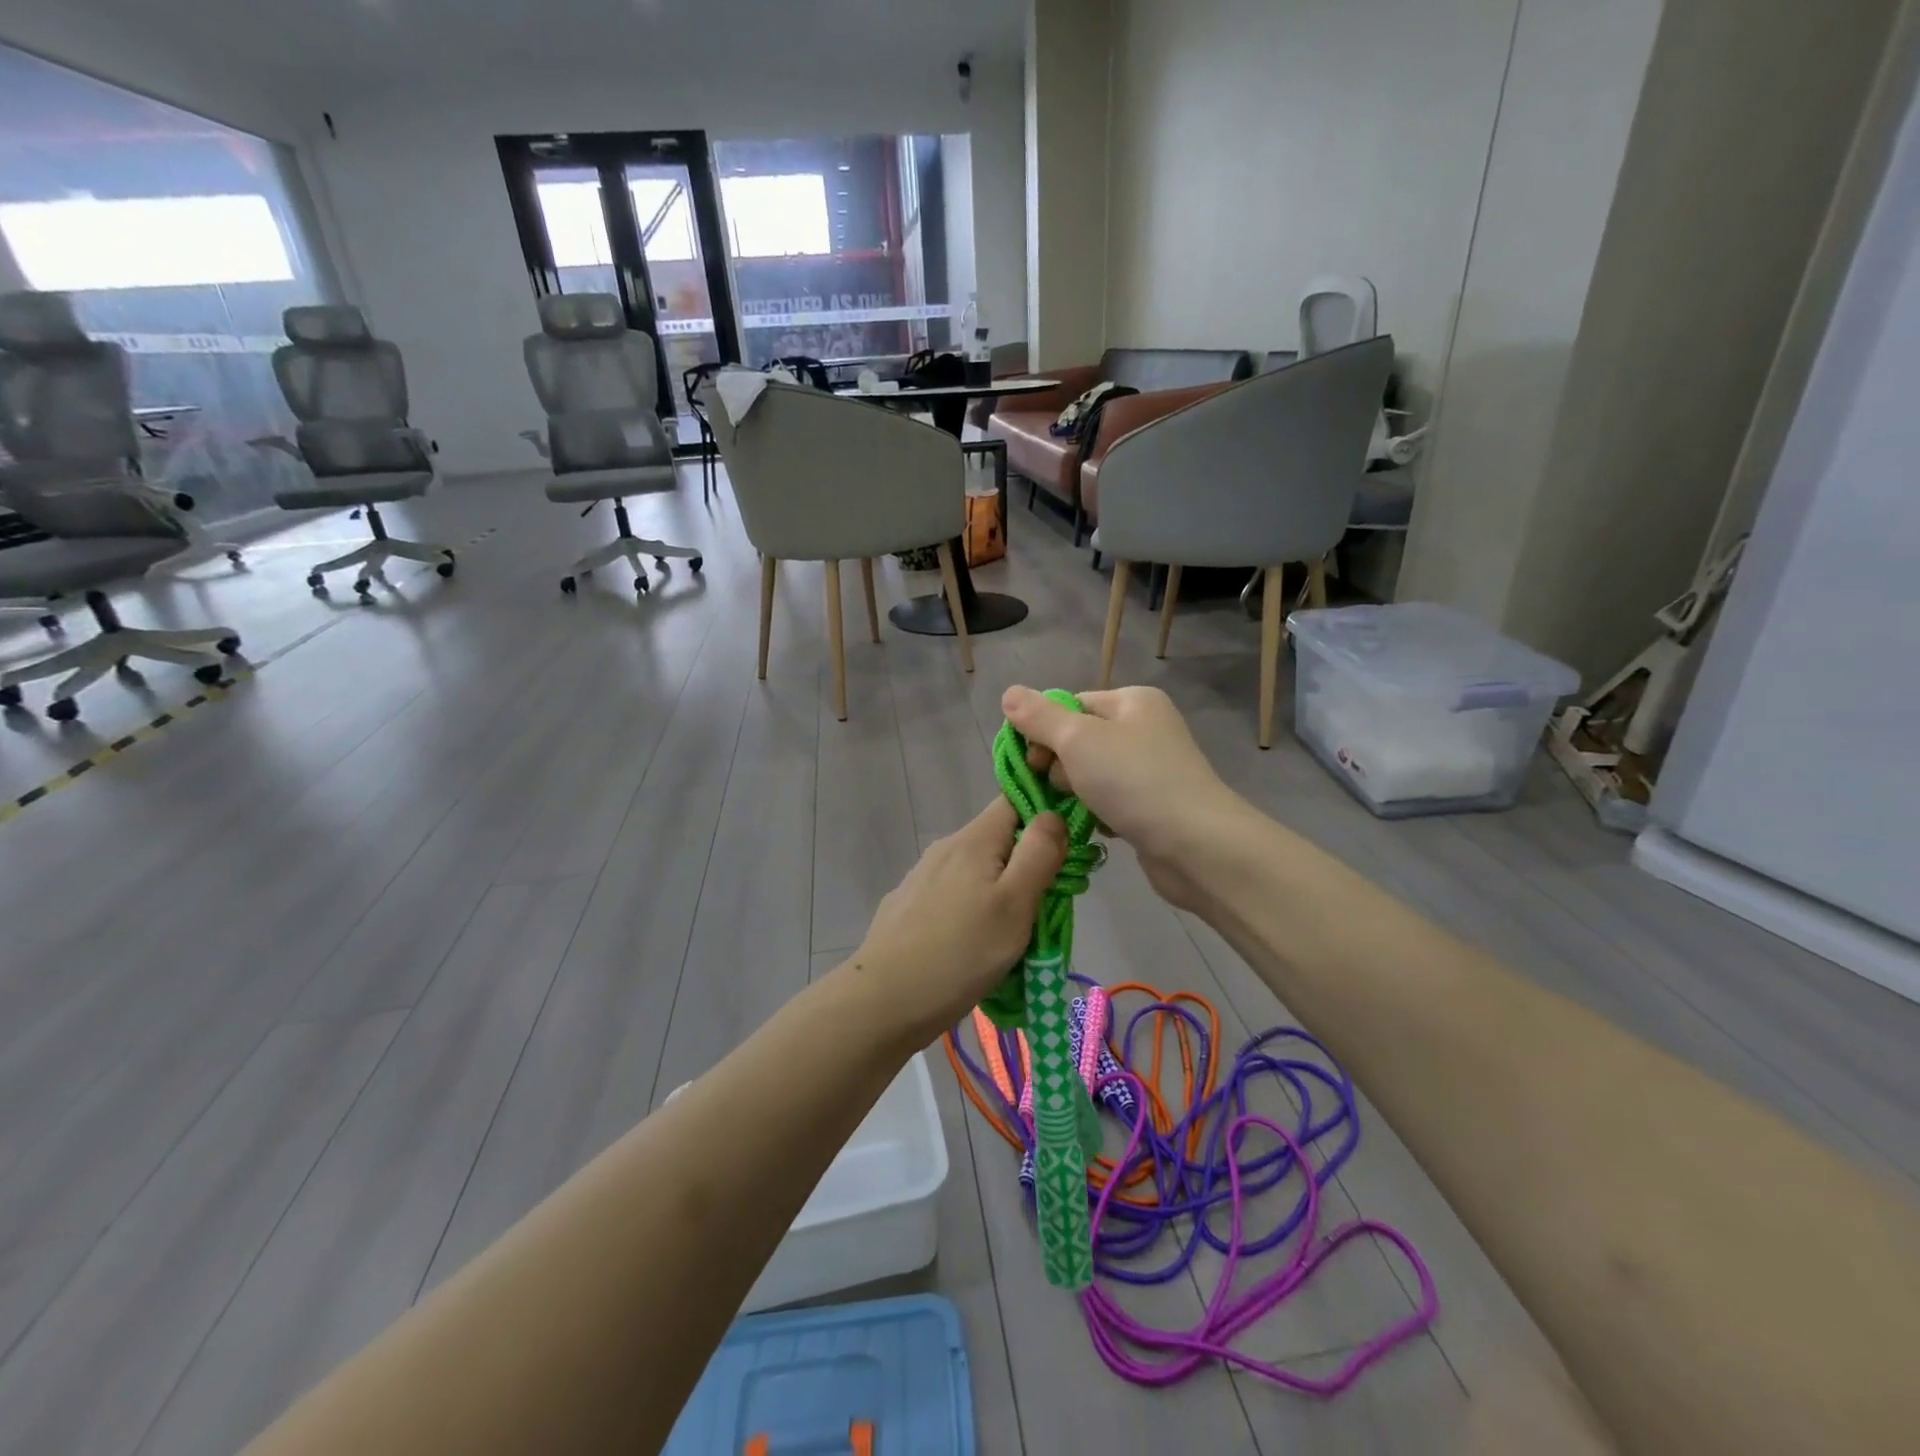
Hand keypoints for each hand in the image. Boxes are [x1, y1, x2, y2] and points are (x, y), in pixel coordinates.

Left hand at [840, 799, 1066, 1045]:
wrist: (883, 1001)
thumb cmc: (961, 952)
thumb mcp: (1015, 903)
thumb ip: (1039, 853)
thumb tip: (1051, 813)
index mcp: (973, 840)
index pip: (1014, 799)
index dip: (1044, 813)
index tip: (1066, 849)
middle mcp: (945, 848)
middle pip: (998, 840)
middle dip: (1026, 865)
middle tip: (1046, 908)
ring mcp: (922, 877)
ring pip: (976, 871)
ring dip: (999, 892)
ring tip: (1013, 938)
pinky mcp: (908, 907)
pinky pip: (953, 897)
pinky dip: (972, 911)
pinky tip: (973, 947)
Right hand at [1001, 685, 1247, 910]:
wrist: (1195, 845)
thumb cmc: (1133, 780)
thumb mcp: (1077, 740)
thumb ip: (1039, 717)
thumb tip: (1008, 693)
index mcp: (1132, 701)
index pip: (1070, 705)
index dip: (1044, 731)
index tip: (1032, 762)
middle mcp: (1145, 728)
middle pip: (1079, 740)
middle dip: (1062, 767)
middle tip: (1066, 788)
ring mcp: (1152, 768)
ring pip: (1091, 775)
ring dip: (1079, 794)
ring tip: (1086, 811)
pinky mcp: (1154, 805)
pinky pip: (1110, 802)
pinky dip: (1100, 814)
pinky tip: (1104, 828)